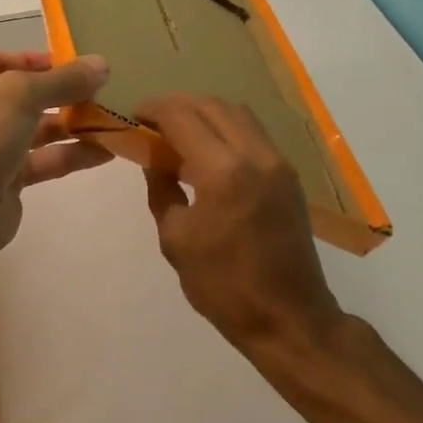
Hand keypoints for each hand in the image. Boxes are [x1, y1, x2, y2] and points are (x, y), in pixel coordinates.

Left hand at [0, 50, 112, 275]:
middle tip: (109, 90)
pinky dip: (72, 155)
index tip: (85, 65)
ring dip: (74, 124)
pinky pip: (43, 160)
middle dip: (66, 93)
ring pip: (36, 128)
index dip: (44, 61)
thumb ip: (64, 79)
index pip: (6, 59)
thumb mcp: (20, 94)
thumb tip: (102, 63)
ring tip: (116, 118)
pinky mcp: (3, 180)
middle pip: (25, 94)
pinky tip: (108, 151)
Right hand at [137, 93, 343, 357]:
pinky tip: (209, 149)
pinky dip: (227, 128)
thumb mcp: (176, 240)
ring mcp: (278, 163)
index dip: (155, 109)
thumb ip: (163, 190)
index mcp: (222, 172)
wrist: (288, 318)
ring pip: (238, 114)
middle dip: (179, 104)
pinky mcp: (288, 176)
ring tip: (179, 130)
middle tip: (153, 119)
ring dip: (205, 112)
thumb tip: (155, 160)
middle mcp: (255, 156)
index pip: (183, 118)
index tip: (134, 115)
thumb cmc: (223, 286)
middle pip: (213, 106)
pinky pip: (254, 133)